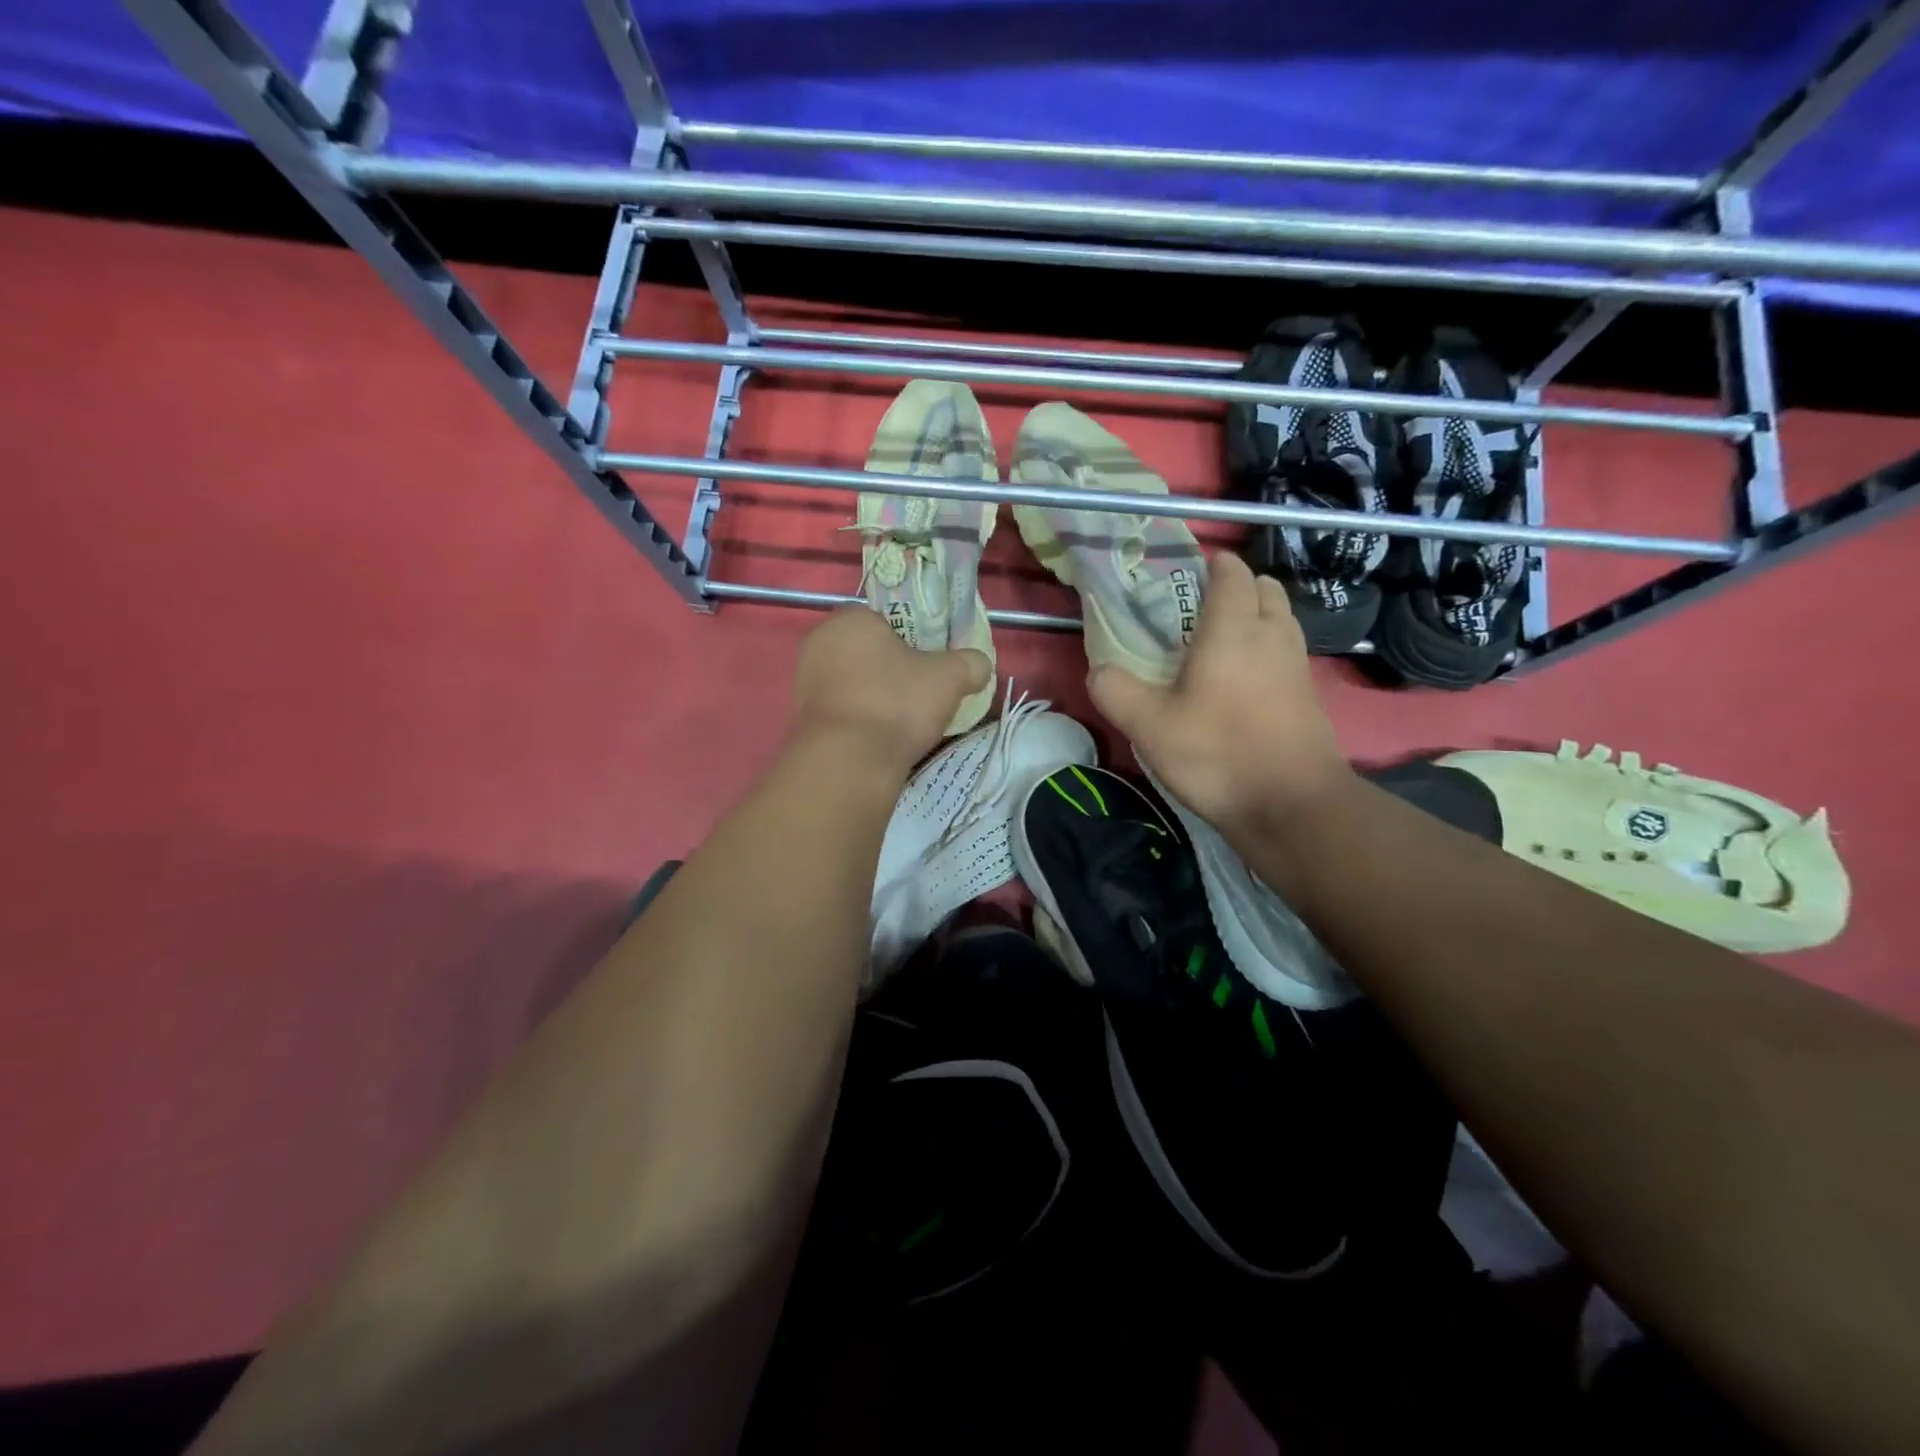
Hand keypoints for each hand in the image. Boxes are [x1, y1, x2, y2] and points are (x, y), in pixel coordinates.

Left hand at [791, 608, 991, 775]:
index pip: (884, 619)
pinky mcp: (801, 718)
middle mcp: (819, 642)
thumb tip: (980, 665)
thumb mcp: (950, 677)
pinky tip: (881, 739)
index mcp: (850, 618)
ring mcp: (805, 681)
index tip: (928, 664)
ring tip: (903, 722)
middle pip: (867, 652)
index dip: (910, 639)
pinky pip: (842, 710)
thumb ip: (970, 663)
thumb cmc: (897, 703)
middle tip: (920, 693)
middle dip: (892, 670)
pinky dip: (860, 720)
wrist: (849, 762)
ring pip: (853, 682)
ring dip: (875, 697)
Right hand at [1088, 553, 1353, 833]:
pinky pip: (1288, 652)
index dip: (1212, 566)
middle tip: (1200, 611)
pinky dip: (1268, 650)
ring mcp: (1297, 665)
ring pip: (1280, 619)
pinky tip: (1243, 682)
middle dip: (1237, 587)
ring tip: (1220, 644)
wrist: (1291, 804)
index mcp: (1232, 628)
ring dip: (1256, 617)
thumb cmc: (1217, 753)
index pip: (1231, 573)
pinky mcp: (1308, 695)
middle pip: (1264, 588)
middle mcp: (1271, 635)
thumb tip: (1099, 670)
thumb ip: (1115, 691)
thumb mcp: (1148, 726)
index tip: (1187, 575)